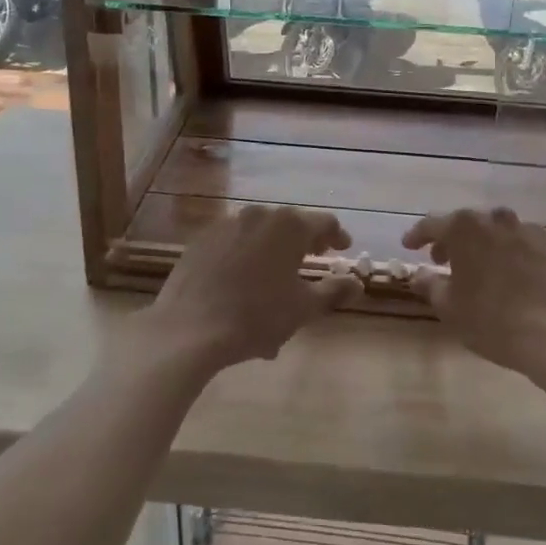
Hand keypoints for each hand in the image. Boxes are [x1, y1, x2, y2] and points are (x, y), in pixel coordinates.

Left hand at [132, 206, 360, 378]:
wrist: (188, 329)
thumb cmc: (256, 317)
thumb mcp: (303, 308)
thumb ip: (334, 291)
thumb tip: (357, 282)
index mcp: (289, 226)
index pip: (324, 223)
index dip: (337, 236)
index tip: (343, 249)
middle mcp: (258, 215)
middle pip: (290, 225)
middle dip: (304, 243)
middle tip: (312, 261)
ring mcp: (225, 225)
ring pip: (259, 236)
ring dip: (273, 253)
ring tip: (275, 283)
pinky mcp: (200, 240)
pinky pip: (233, 244)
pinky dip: (245, 259)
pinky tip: (243, 286)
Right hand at [402, 208, 545, 384]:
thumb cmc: (494, 321)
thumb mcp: (450, 308)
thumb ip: (430, 285)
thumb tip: (419, 273)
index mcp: (465, 228)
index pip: (432, 224)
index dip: (417, 236)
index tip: (409, 247)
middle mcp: (497, 220)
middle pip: (467, 224)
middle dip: (452, 240)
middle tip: (443, 262)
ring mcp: (531, 231)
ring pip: (498, 232)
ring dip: (485, 246)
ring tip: (480, 270)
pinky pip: (525, 246)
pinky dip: (513, 256)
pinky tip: (515, 279)